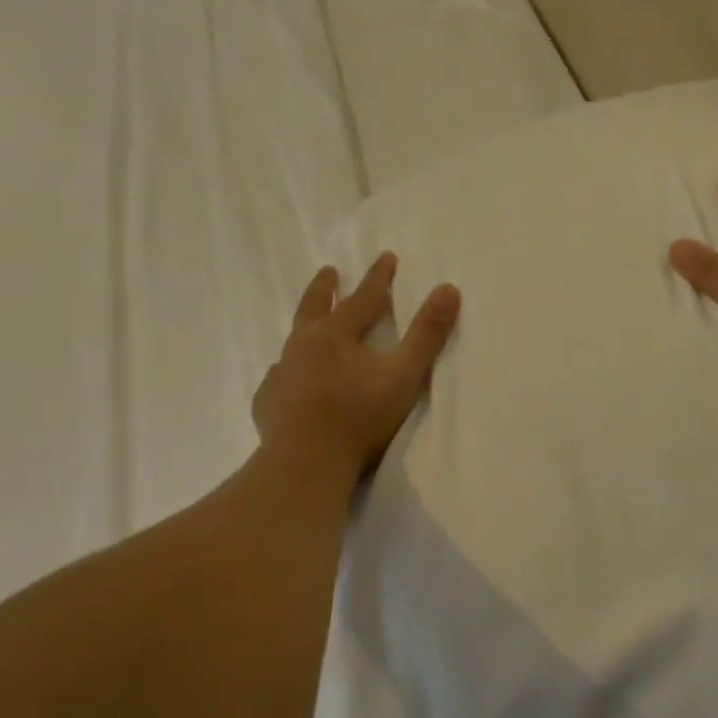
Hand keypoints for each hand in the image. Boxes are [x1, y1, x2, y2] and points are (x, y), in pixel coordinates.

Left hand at [252, 253, 460, 476]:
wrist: (307, 462)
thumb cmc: (359, 416)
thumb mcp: (404, 374)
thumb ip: (427, 334)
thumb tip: (449, 288)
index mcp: (335, 334)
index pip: (362, 298)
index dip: (378, 277)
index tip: (386, 256)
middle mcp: (302, 345)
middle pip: (314, 307)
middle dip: (325, 287)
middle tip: (329, 271)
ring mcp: (281, 373)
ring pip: (292, 342)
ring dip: (304, 329)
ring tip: (308, 328)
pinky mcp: (268, 402)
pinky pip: (279, 378)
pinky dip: (289, 372)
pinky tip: (290, 380)